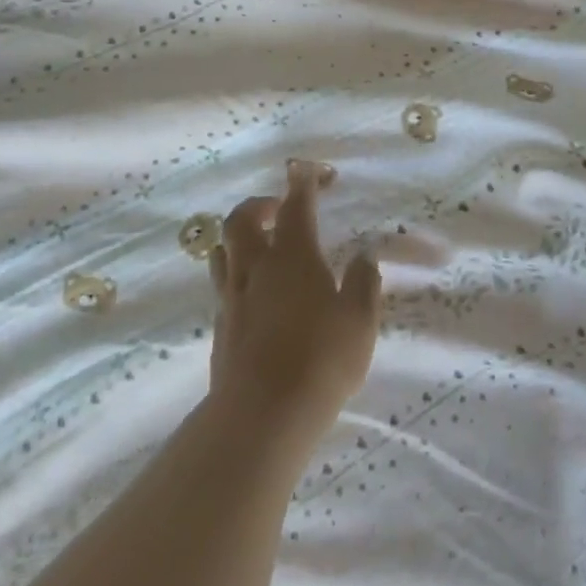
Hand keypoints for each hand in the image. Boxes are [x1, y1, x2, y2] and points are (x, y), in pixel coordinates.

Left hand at [208, 161, 381, 434]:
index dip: (302, 183)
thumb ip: (363, 283)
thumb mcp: (359, 321)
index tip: (308, 170)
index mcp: (292, 256)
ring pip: (223, 250)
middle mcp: (256, 268)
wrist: (262, 416)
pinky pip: (223, 284)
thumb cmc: (321, 359)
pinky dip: (238, 273)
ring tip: (261, 244)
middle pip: (242, 220)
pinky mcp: (221, 327)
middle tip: (279, 207)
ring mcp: (233, 298)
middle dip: (260, 204)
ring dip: (240, 237)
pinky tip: (257, 292)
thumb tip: (364, 256)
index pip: (295, 206)